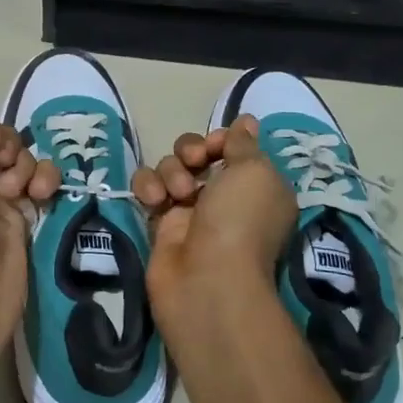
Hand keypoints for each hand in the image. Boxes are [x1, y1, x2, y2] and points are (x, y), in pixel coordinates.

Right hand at [134, 116, 295, 315]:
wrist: (208, 280)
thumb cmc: (240, 220)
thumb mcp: (255, 171)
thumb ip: (243, 143)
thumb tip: (246, 122)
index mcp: (255, 185)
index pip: (232, 146)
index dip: (221, 139)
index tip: (217, 145)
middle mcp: (224, 196)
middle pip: (197, 152)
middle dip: (191, 150)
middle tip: (194, 163)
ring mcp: (190, 211)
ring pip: (170, 168)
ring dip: (171, 171)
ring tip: (176, 195)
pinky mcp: (160, 224)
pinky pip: (147, 188)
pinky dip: (147, 186)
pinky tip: (153, 200)